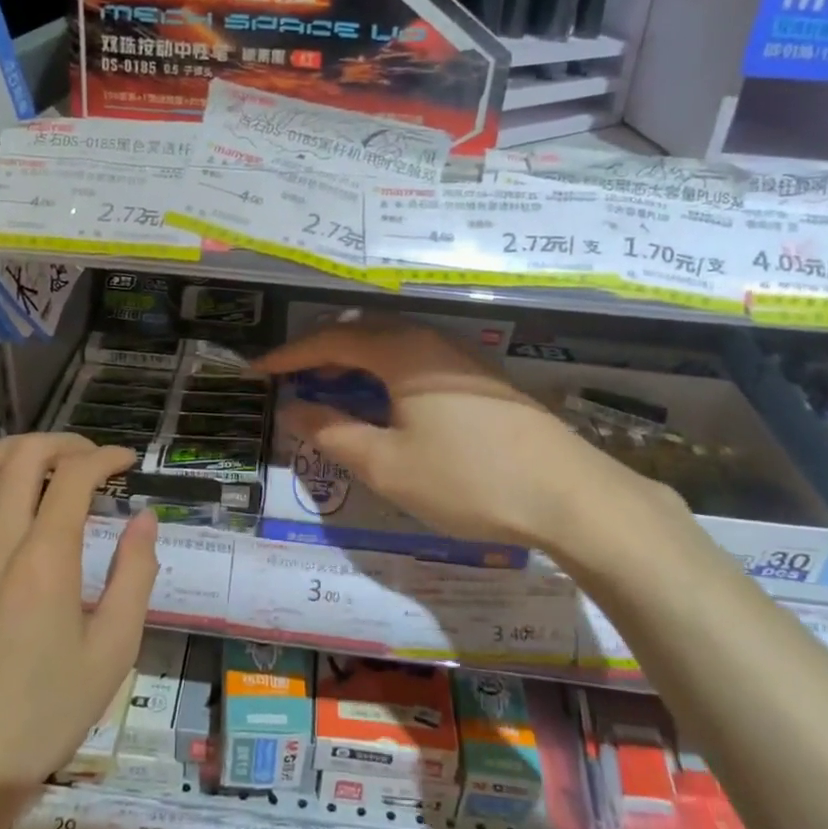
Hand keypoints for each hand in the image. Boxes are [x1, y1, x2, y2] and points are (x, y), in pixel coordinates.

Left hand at [0, 434, 158, 803]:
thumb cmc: (45, 712)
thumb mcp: (113, 650)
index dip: (105, 456)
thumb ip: (135, 574)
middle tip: (92, 459)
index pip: (73, 474)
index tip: (127, 462)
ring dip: (18, 450)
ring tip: (49, 466)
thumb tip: (144, 519)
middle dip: (64, 442)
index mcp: (43, 560)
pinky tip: (11, 508)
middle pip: (22, 454)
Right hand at [256, 318, 669, 557]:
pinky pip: (417, 359)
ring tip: (330, 388)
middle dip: (321, 352)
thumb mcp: (388, 466)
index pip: (332, 341)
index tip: (258, 370)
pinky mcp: (482, 378)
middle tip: (291, 378)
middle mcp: (431, 341)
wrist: (569, 495)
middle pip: (363, 333)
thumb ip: (334, 434)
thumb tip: (293, 409)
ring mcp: (462, 357)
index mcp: (402, 352)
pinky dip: (385, 372)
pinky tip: (385, 401)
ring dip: (355, 362)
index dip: (291, 355)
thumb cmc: (468, 479)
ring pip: (393, 345)